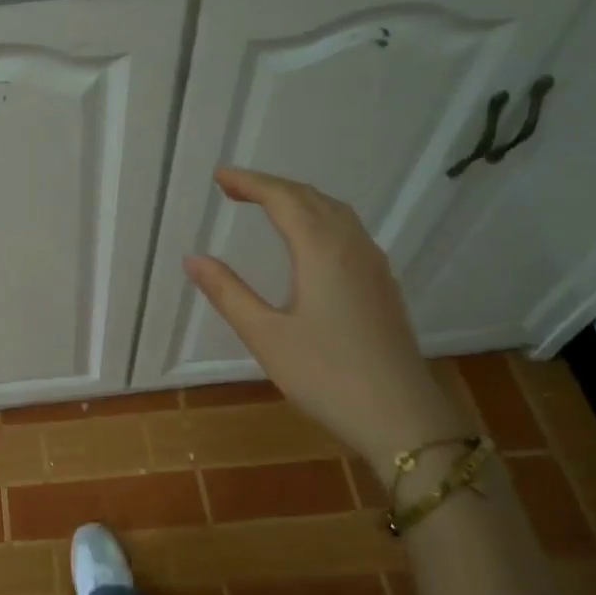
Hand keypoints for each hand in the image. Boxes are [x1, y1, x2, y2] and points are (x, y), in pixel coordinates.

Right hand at [183, 167, 471, 476]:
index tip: (219, 175)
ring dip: (298, 200)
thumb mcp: (266, 336)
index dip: (250, 182)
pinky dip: (319, 218)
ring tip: (266, 205)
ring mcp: (373, 267)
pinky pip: (349, 232)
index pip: (283, 199)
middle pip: (311, 198)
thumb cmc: (326, 376)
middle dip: (271, 186)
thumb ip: (228, 293)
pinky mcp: (382, 287)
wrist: (402, 419)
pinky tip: (309, 241)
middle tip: (233, 188)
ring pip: (335, 213)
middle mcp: (352, 248)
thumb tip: (192, 258)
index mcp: (322, 252)